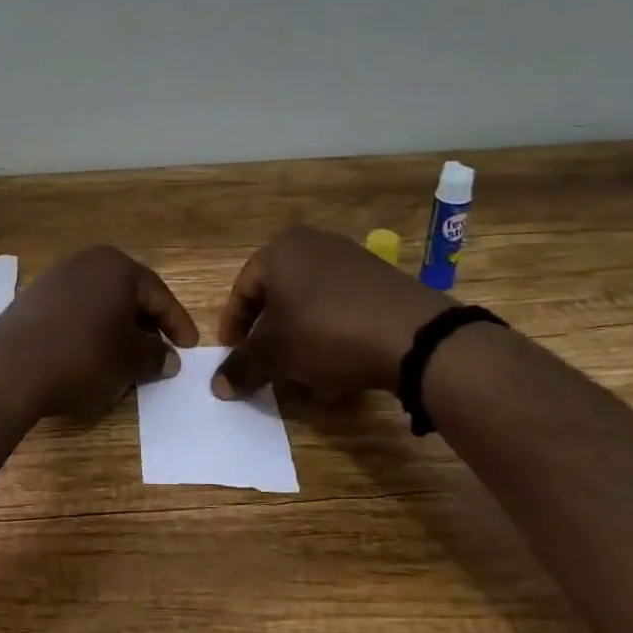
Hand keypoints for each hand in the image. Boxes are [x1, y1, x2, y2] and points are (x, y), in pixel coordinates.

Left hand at [0, 245, 199, 418]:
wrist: (10, 370)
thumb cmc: (84, 358)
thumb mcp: (131, 361)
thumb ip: (156, 355)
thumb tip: (168, 358)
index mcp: (117, 267)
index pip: (159, 295)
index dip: (178, 324)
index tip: (189, 348)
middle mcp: (86, 262)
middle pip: (128, 294)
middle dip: (146, 324)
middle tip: (160, 352)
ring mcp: (54, 278)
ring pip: (99, 304)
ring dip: (116, 329)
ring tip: (126, 358)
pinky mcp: (31, 300)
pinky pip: (74, 313)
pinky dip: (89, 331)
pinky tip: (90, 356)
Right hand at [212, 226, 450, 400]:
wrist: (414, 336)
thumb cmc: (325, 332)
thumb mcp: (274, 354)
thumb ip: (242, 367)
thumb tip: (218, 386)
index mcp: (281, 250)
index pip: (242, 291)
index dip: (233, 327)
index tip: (234, 357)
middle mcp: (316, 246)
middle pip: (279, 299)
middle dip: (272, 338)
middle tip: (268, 368)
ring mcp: (353, 262)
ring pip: (311, 309)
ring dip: (302, 344)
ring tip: (306, 378)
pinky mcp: (383, 284)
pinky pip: (343, 312)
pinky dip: (333, 340)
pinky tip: (339, 373)